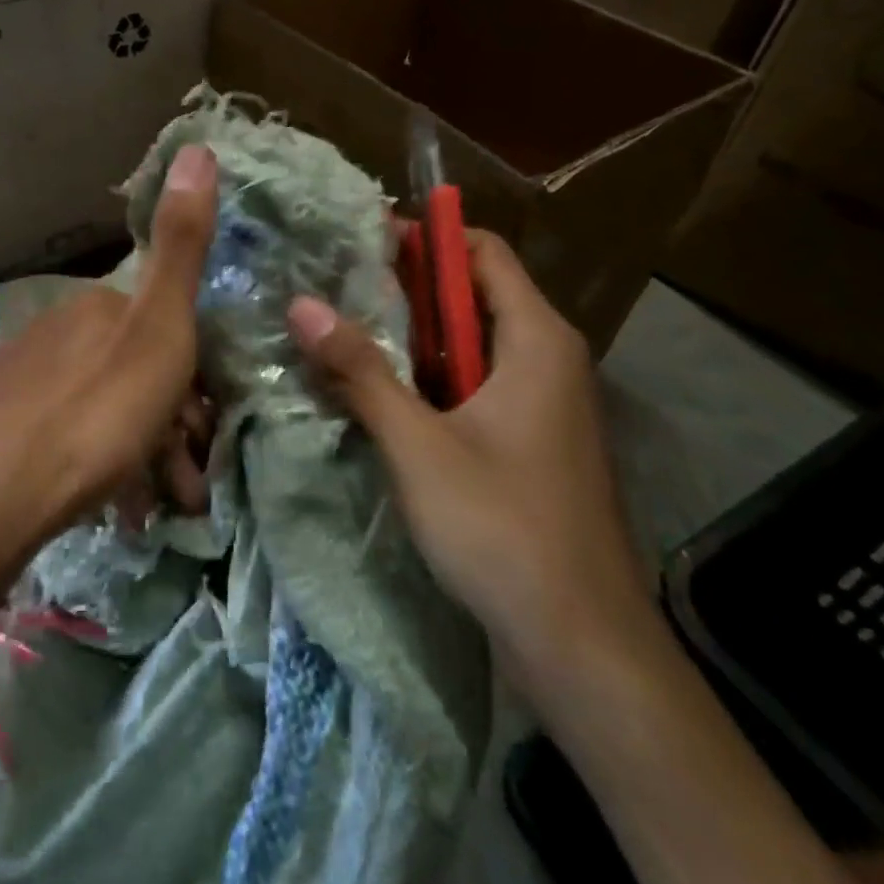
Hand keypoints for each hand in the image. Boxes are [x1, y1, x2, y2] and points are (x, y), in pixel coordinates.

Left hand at [0, 143, 218, 552]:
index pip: (159, 327)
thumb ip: (181, 244)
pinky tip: (110, 505)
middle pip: (130, 371)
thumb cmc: (95, 414)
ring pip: (99, 408)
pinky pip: (63, 438)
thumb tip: (198, 145)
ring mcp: (17, 380)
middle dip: (168, 423)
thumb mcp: (158, 328)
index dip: (191, 375)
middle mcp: (53, 331)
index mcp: (95, 307)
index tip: (207, 427)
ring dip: (138, 452)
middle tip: (188, 481)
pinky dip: (96, 465)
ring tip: (156, 505)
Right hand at [285, 230, 651, 679]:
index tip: (358, 243)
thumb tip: (301, 304)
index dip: (424, 239)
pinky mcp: (531, 442)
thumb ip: (360, 370)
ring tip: (342, 333)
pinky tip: (379, 395)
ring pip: (470, 346)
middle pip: (473, 296)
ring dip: (412, 339)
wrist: (582, 643)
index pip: (481, 252)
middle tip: (334, 289)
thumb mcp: (417, 443)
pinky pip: (476, 386)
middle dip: (406, 289)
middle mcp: (548, 358)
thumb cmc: (502, 526)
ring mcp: (543, 403)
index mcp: (536, 339)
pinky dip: (430, 379)